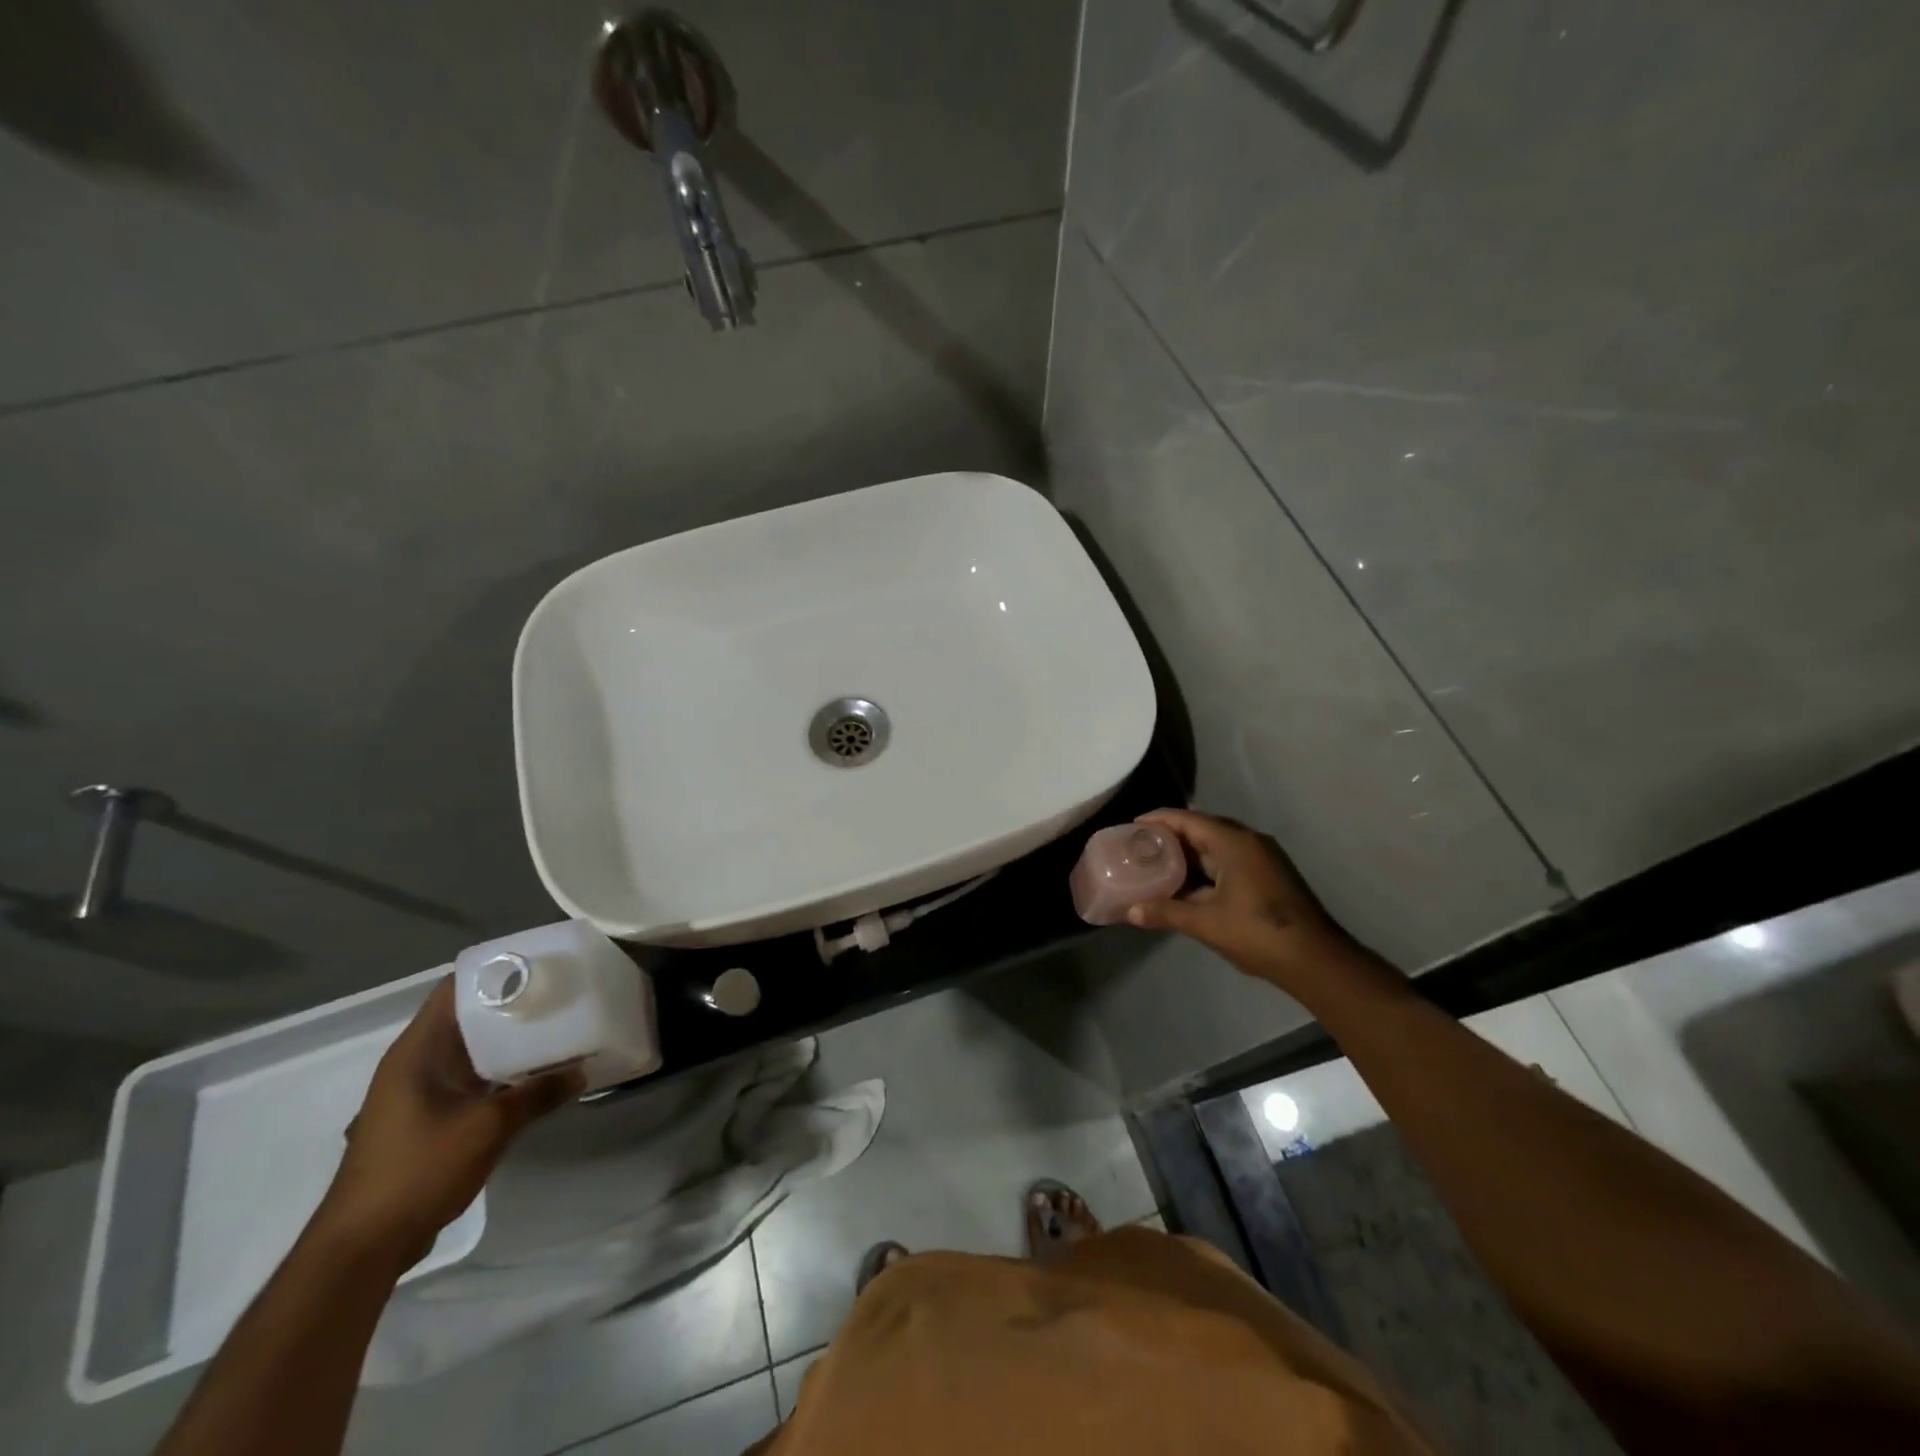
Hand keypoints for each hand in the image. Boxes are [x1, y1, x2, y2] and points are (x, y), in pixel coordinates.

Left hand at [316, 978, 582, 1262]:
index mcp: (417, 1051)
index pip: (455, 989)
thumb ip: (537, 1095)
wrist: (363, 1247)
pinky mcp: (427, 1118)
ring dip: (508, 1041)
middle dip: (512, 1005)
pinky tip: (534, 1075)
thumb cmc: (418, 1170)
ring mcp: (419, 1092)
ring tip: (557, 1028)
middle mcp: (415, 1063)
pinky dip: (500, 1071)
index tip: (540, 964)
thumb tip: (582, 1071)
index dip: (495, 972)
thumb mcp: (488, 1127)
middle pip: (468, 1017)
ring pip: (471, 1050)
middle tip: (561, 995)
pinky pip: (470, 1079)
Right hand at [1124, 808, 1360, 991]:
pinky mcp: (1267, 876)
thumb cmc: (1258, 933)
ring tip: (1156, 864)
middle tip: (1139, 847)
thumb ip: (1166, 912)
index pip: (1187, 819)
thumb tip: (1130, 911)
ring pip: (1215, 847)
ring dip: (1187, 855)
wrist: (1315, 960)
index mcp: (1233, 842)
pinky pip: (1227, 861)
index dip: (1157, 820)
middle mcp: (1248, 842)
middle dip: (1170, 837)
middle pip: (1201, 829)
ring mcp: (1261, 859)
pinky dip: (1204, 868)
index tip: (1131, 826)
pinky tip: (1186, 885)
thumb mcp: (1205, 923)